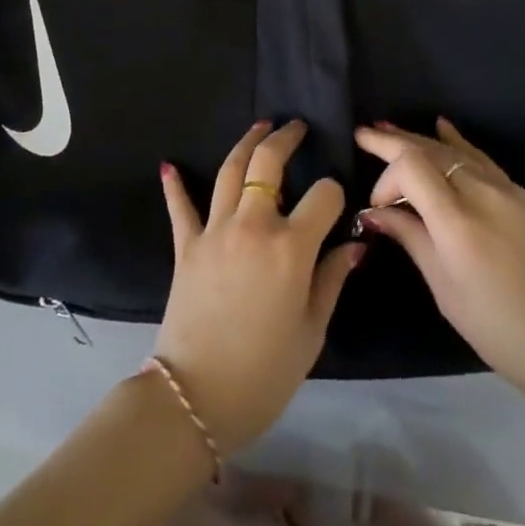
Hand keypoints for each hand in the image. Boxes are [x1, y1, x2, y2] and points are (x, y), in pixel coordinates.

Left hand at [156, 119, 362, 453]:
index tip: (335, 202)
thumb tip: (355, 245)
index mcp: (291, 248)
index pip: (323, 196)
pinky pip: (181, 207)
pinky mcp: (186, 245)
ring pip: (230, 171)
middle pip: (268, 164)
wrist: (195, 398)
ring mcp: (215, 231)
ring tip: (259, 127)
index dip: (334, 193)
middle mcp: (253, 226)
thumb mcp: (311, 332)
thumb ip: (332, 280)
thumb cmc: (265, 372)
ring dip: (245, 144)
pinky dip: (175, 185)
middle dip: (285, 139)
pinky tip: (170, 166)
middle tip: (296, 127)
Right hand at [353, 119, 524, 412]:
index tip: (377, 207)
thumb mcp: (447, 292)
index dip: (386, 177)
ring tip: (387, 130)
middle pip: (428, 150)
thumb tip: (375, 212)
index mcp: (458, 222)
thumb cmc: (502, 331)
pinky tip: (441, 128)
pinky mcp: (521, 195)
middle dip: (392, 141)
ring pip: (452, 150)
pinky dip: (455, 141)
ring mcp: (505, 190)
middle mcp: (481, 193)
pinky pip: (479, 157)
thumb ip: (411, 240)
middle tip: (362, 134)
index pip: (411, 167)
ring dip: (418, 139)